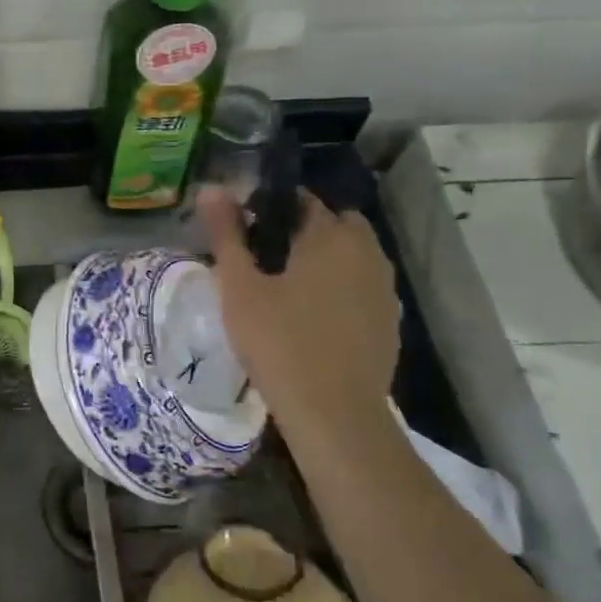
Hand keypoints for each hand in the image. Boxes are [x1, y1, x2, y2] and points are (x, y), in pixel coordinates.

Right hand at [199, 185, 399, 440]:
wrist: (334, 414)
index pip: (302, 200)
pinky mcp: (389, 321)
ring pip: (353, 256)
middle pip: (335, 224)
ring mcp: (384, 289)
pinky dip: (342, 289)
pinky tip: (314, 318)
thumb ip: (226, 234)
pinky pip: (363, 287)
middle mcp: (366, 252)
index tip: (247, 228)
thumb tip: (210, 187)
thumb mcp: (239, 287)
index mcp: (330, 236)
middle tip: (268, 257)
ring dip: (327, 259)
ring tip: (289, 288)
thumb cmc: (279, 342)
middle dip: (305, 230)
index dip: (272, 207)